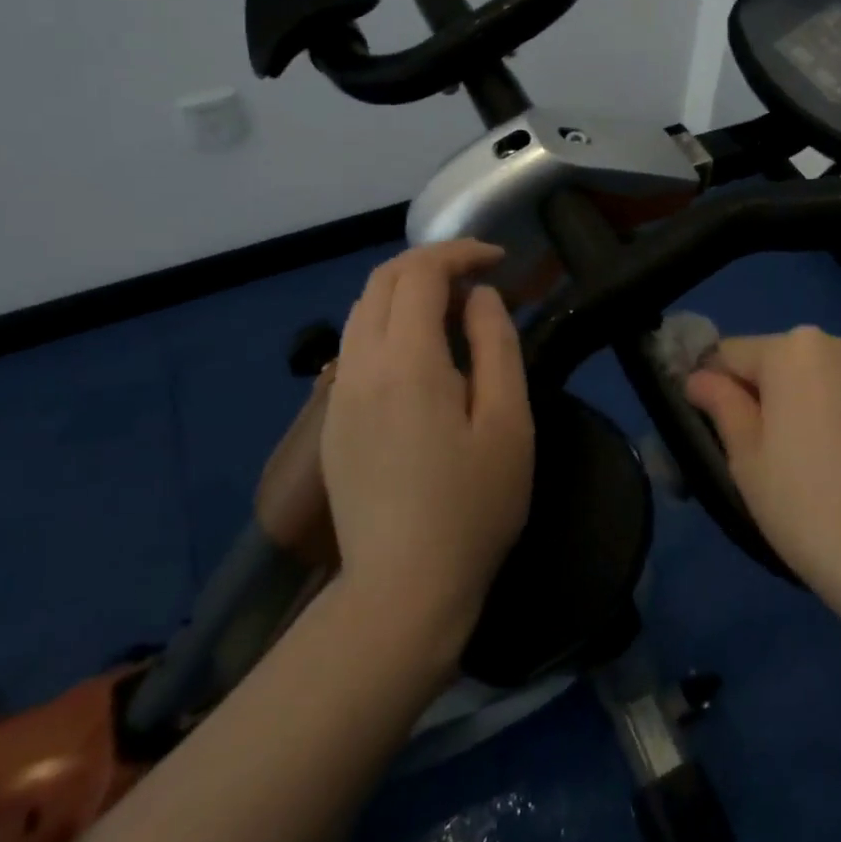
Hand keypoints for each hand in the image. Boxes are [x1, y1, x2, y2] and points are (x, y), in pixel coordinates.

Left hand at [320, 241, 534, 657]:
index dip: (459, 253)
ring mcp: (338, 394)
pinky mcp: (332, 420)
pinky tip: (420, 352)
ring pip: (362, 310)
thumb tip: (480, 297)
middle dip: (430, 263)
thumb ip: (496, 345)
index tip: (498, 260)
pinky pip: (355, 345)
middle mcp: (360, 365)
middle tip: (477, 275)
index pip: (420, 273)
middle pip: (382, 281)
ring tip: (452, 308)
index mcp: (406, 361)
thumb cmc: (472, 506)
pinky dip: (387, 322)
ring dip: (405, 290)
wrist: (403, 589)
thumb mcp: (508, 422)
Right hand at [685, 328, 840, 630]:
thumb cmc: (813, 512)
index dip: (720, 388)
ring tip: (836, 467)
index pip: (735, 354)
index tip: (723, 431)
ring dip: (826, 405)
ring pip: (839, 379)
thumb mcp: (748, 462)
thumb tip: (701, 377)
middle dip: (778, 396)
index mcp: (796, 351)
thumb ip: (721, 405)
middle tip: (781, 458)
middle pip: (791, 362)